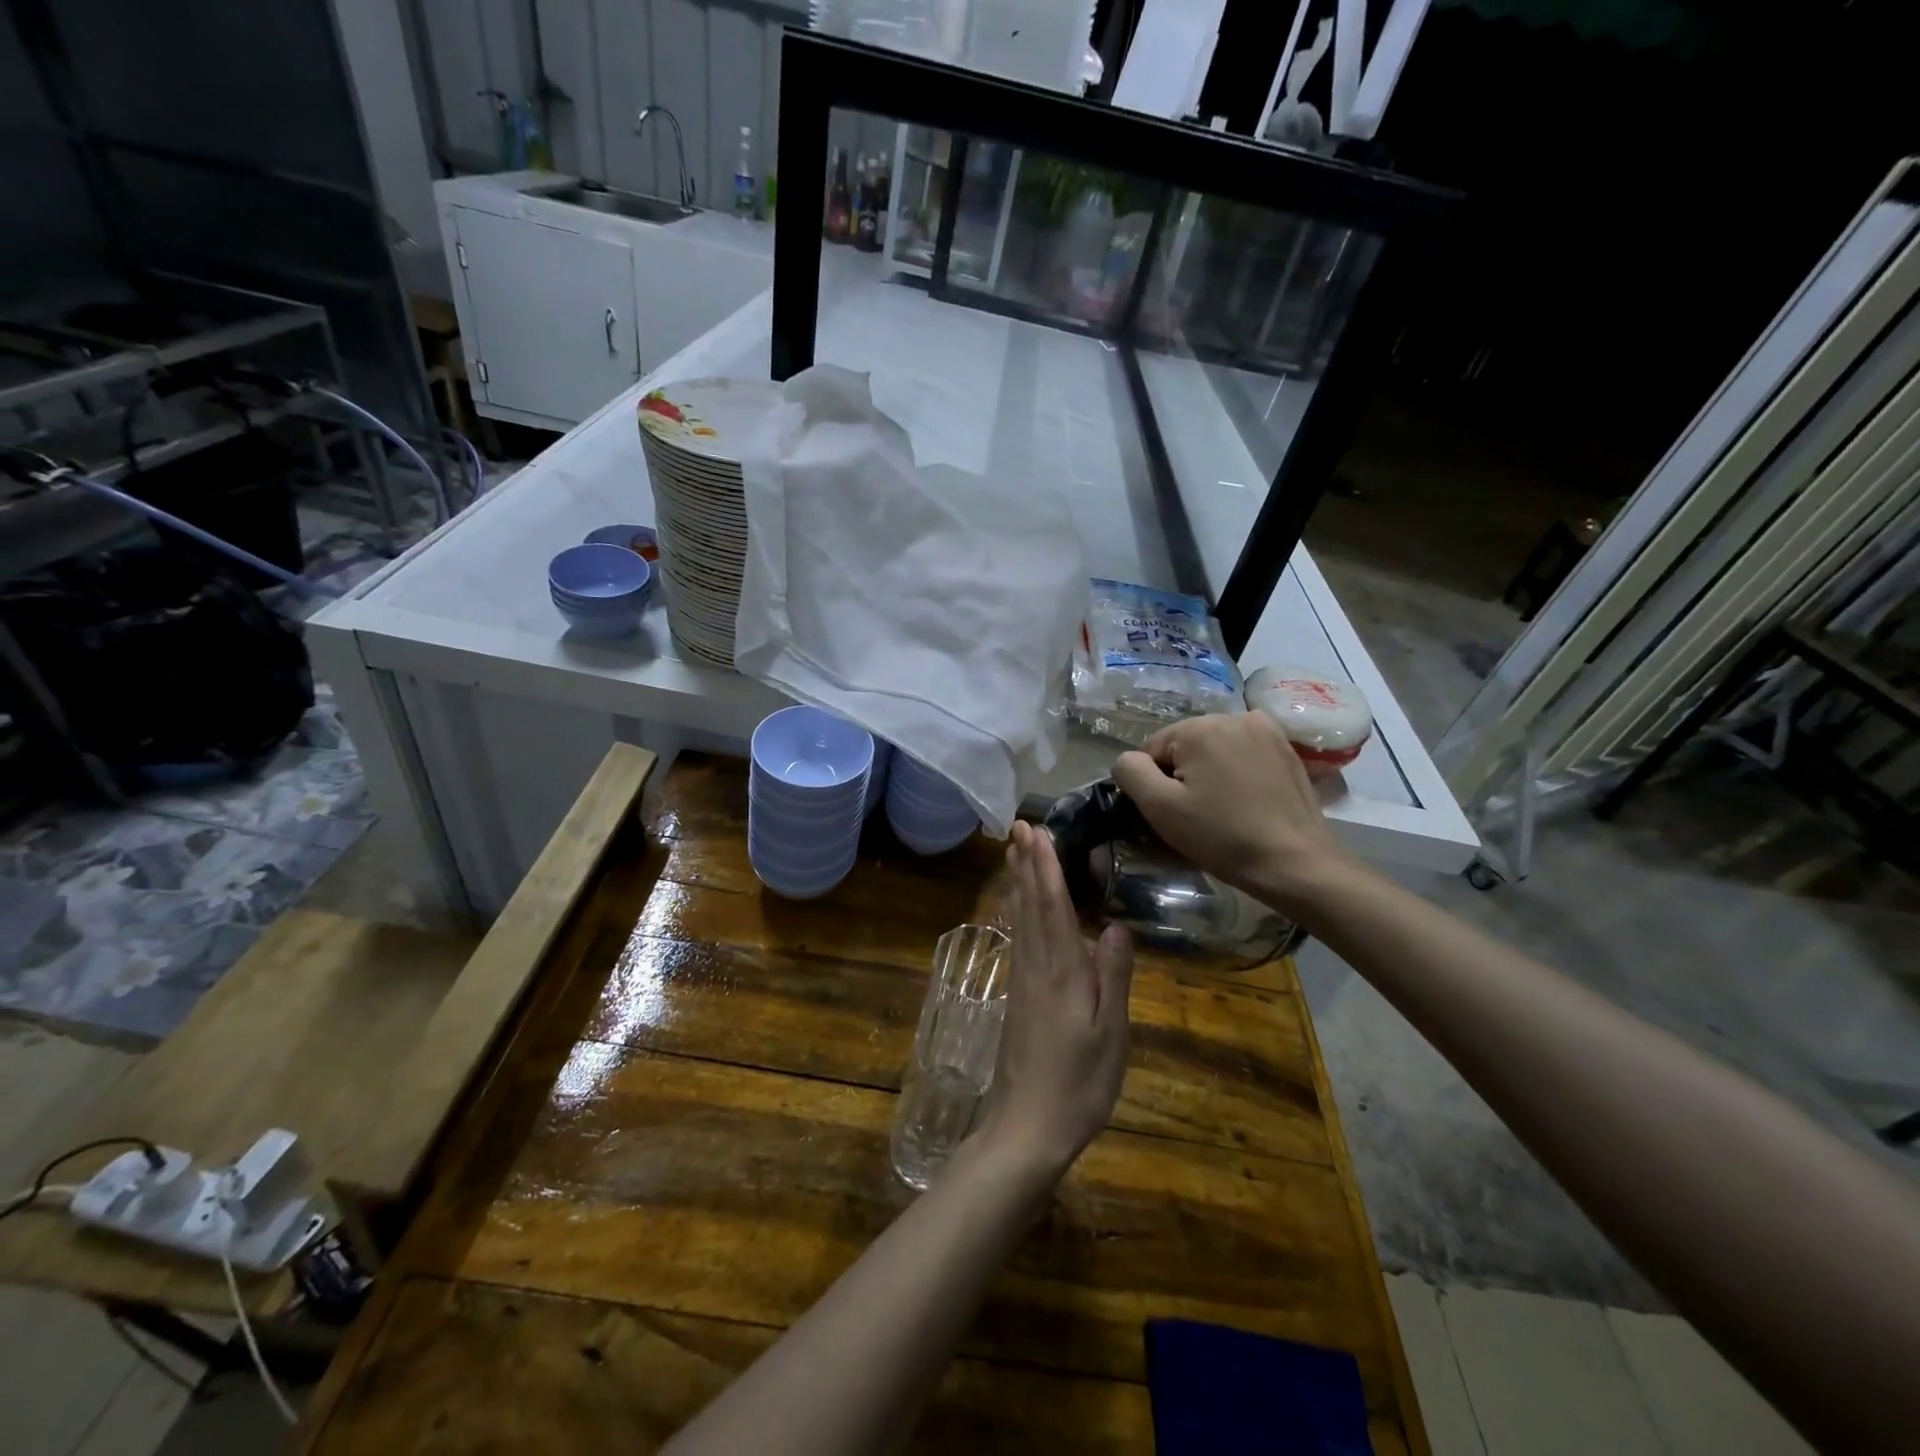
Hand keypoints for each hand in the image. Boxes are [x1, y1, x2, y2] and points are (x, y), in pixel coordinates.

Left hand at [974, 822, 1133, 1181]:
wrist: (1026, 1128)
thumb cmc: (1078, 1084)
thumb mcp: (1110, 1034)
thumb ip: (1113, 977)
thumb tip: (1115, 925)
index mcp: (1062, 971)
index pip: (1052, 905)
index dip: (1045, 866)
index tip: (1037, 831)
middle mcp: (1036, 966)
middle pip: (1029, 904)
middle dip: (1025, 863)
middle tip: (1018, 827)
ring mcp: (1022, 981)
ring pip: (1019, 919)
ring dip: (1018, 882)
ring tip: (1015, 853)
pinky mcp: (1017, 997)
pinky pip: (1018, 939)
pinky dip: (1018, 912)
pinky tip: (1018, 908)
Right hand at [1111, 711, 1361, 914]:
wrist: (1295, 863)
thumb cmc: (1221, 836)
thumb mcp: (1160, 807)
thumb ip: (1130, 772)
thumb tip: (1128, 760)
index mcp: (1199, 726)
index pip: (1152, 749)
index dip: (1155, 784)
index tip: (1174, 813)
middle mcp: (1233, 716)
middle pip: (1185, 746)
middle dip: (1184, 775)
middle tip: (1197, 815)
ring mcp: (1266, 730)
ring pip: (1215, 749)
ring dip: (1210, 772)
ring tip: (1223, 809)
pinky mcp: (1287, 748)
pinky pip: (1244, 753)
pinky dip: (1237, 771)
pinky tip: (1246, 800)